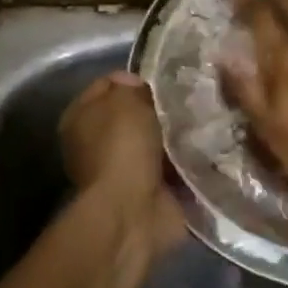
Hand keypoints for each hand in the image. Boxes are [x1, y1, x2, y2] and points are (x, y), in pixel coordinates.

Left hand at [59, 71, 186, 256]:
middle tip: (189, 100)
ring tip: (204, 121)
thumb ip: (131, 86)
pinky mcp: (149, 192)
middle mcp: (97, 143)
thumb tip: (138, 88)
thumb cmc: (123, 146)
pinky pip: (174, 166)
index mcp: (80, 117)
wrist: (133, 209)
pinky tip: (207, 147)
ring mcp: (123, 170)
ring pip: (157, 140)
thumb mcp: (125, 99)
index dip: (135, 78)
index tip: (164, 79)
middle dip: (161, 108)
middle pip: (135, 115)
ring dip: (177, 135)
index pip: (109, 84)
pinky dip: (188, 161)